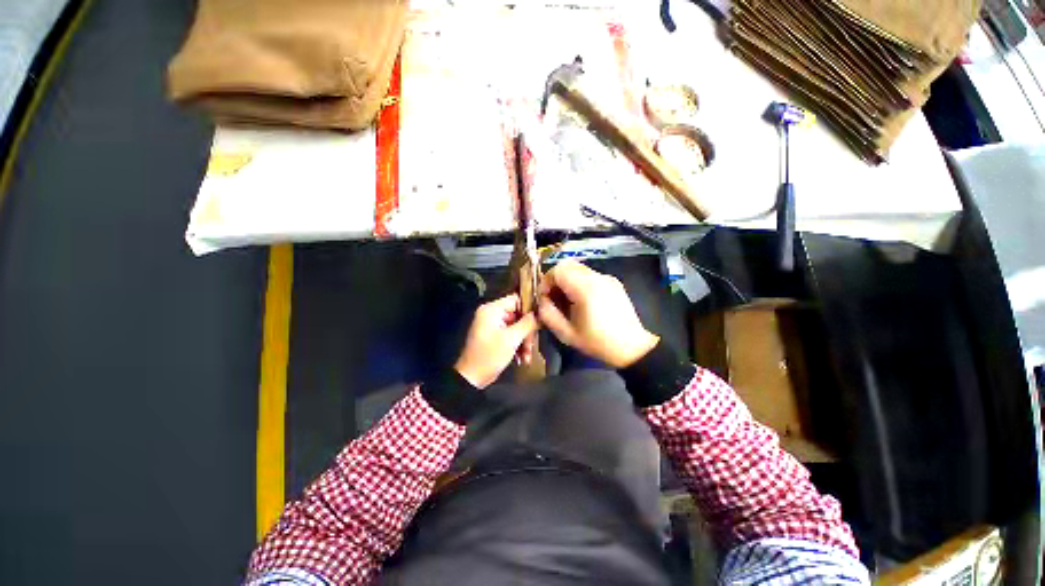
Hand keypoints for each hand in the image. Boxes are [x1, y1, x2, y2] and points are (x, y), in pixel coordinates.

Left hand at [454, 294, 538, 388]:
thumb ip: (527, 323)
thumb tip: (539, 313)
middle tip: (531, 344)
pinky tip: (522, 357)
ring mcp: (492, 325)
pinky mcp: (494, 336)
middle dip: (526, 331)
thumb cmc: (489, 356)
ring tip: (527, 355)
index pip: (515, 299)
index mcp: (491, 310)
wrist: (472, 378)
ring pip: (516, 326)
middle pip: (517, 314)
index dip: (529, 308)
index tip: (539, 320)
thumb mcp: (511, 339)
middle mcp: (491, 314)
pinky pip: (510, 334)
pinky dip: (517, 344)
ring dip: (523, 340)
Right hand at [537, 261, 658, 368]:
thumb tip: (542, 301)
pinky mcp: (613, 282)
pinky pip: (590, 275)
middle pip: (568, 265)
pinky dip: (579, 282)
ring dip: (567, 280)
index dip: (546, 282)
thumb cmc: (598, 342)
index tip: (545, 298)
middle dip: (555, 279)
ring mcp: (607, 278)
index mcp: (585, 288)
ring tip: (567, 300)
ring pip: (578, 268)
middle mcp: (597, 277)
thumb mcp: (567, 334)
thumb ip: (548, 315)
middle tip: (554, 297)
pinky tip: (582, 301)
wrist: (633, 347)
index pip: (558, 270)